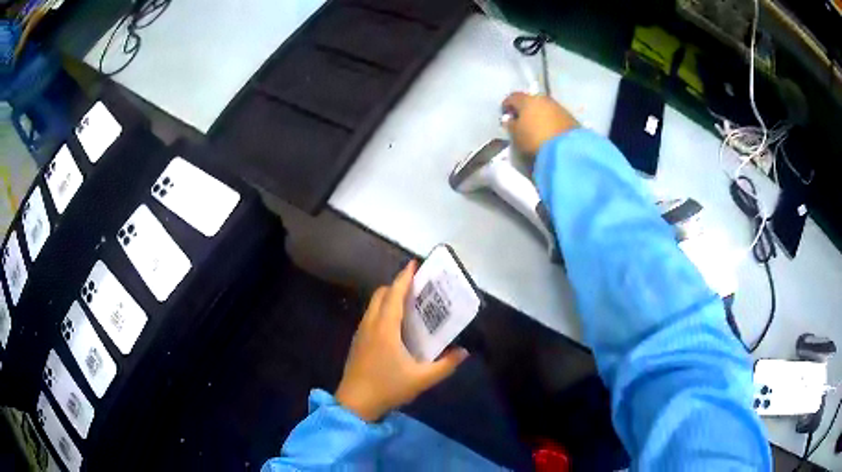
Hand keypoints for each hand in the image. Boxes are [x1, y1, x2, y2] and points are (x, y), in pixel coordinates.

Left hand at [335, 261, 468, 421]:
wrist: (355, 403)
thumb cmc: (388, 387)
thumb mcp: (421, 379)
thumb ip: (445, 365)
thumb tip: (464, 352)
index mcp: (385, 328)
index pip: (395, 294)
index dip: (404, 277)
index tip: (414, 264)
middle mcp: (371, 324)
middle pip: (381, 294)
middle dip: (397, 285)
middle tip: (417, 286)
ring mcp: (361, 332)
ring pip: (373, 304)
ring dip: (388, 297)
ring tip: (408, 302)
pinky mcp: (357, 341)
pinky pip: (370, 315)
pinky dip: (382, 309)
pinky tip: (394, 325)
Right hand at [502, 92, 579, 157]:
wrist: (567, 150)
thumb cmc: (534, 140)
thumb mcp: (515, 135)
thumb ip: (510, 125)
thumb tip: (509, 119)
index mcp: (527, 99)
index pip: (512, 97)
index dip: (507, 105)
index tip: (505, 115)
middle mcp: (543, 98)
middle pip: (530, 100)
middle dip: (525, 109)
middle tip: (521, 121)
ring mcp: (559, 106)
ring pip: (544, 107)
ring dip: (539, 114)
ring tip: (536, 127)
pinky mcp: (570, 117)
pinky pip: (555, 115)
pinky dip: (550, 120)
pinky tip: (549, 131)